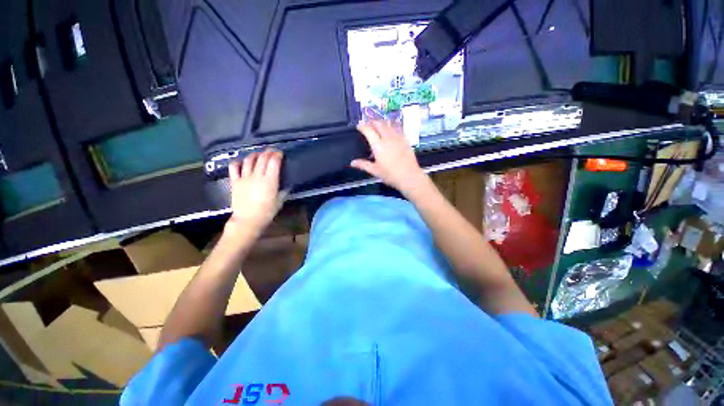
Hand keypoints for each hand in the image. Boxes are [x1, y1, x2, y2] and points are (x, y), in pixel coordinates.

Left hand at [226, 149, 284, 237]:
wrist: (248, 220)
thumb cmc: (267, 212)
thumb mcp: (280, 201)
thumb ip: (284, 190)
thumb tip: (287, 184)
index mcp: (270, 180)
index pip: (274, 162)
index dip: (277, 155)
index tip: (281, 153)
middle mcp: (257, 175)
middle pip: (262, 158)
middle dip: (268, 152)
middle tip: (272, 151)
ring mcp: (244, 177)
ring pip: (249, 160)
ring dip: (255, 154)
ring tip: (259, 154)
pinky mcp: (235, 181)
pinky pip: (234, 167)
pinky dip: (238, 162)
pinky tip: (242, 162)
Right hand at [351, 120, 426, 193]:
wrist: (409, 176)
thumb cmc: (390, 175)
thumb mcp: (375, 171)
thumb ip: (363, 165)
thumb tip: (352, 163)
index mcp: (378, 145)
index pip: (368, 130)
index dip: (362, 126)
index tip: (359, 126)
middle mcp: (388, 138)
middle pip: (379, 124)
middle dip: (372, 122)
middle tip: (367, 124)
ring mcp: (398, 138)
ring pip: (388, 124)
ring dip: (381, 122)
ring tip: (377, 125)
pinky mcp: (405, 140)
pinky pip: (397, 128)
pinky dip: (391, 126)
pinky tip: (390, 130)